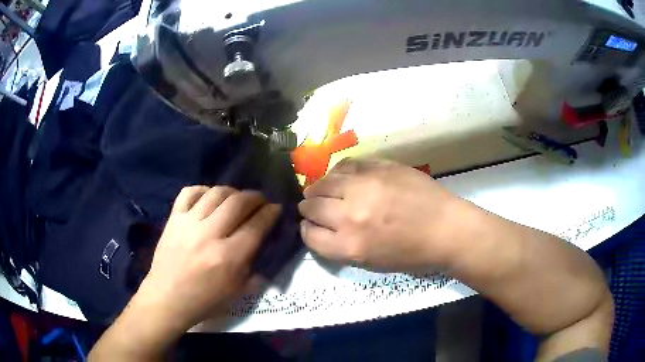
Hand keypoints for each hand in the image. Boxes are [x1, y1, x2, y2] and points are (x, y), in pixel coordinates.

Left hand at [135, 186, 280, 332]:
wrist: (167, 298)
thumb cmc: (205, 301)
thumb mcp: (238, 291)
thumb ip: (254, 265)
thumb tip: (264, 242)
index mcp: (228, 257)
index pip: (256, 225)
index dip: (270, 213)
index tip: (276, 208)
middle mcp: (209, 235)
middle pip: (238, 202)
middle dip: (255, 197)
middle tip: (261, 200)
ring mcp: (189, 223)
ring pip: (216, 193)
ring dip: (232, 191)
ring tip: (237, 198)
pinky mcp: (173, 219)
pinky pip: (189, 192)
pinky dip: (203, 189)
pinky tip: (209, 196)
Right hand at [298, 158, 463, 270]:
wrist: (446, 228)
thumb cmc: (412, 253)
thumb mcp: (370, 262)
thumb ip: (341, 246)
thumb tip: (320, 227)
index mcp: (350, 246)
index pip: (309, 235)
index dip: (306, 230)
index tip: (310, 226)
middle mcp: (351, 215)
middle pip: (311, 207)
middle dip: (308, 208)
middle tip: (314, 207)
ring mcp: (365, 186)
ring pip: (323, 183)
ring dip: (318, 188)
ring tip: (323, 190)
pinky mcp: (378, 167)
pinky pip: (345, 165)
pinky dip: (338, 173)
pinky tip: (343, 178)